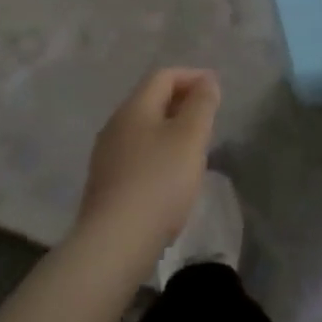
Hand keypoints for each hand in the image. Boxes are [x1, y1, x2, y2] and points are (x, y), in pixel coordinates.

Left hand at [76, 68, 220, 258]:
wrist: (113, 246)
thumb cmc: (158, 182)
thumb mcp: (190, 137)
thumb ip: (202, 104)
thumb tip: (207, 81)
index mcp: (134, 107)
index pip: (164, 76)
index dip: (192, 77)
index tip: (216, 91)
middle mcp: (115, 125)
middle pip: (151, 101)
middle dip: (182, 103)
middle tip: (208, 119)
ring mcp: (106, 157)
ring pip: (144, 130)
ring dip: (170, 130)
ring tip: (194, 149)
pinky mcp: (105, 185)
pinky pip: (136, 155)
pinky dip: (158, 154)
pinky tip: (170, 177)